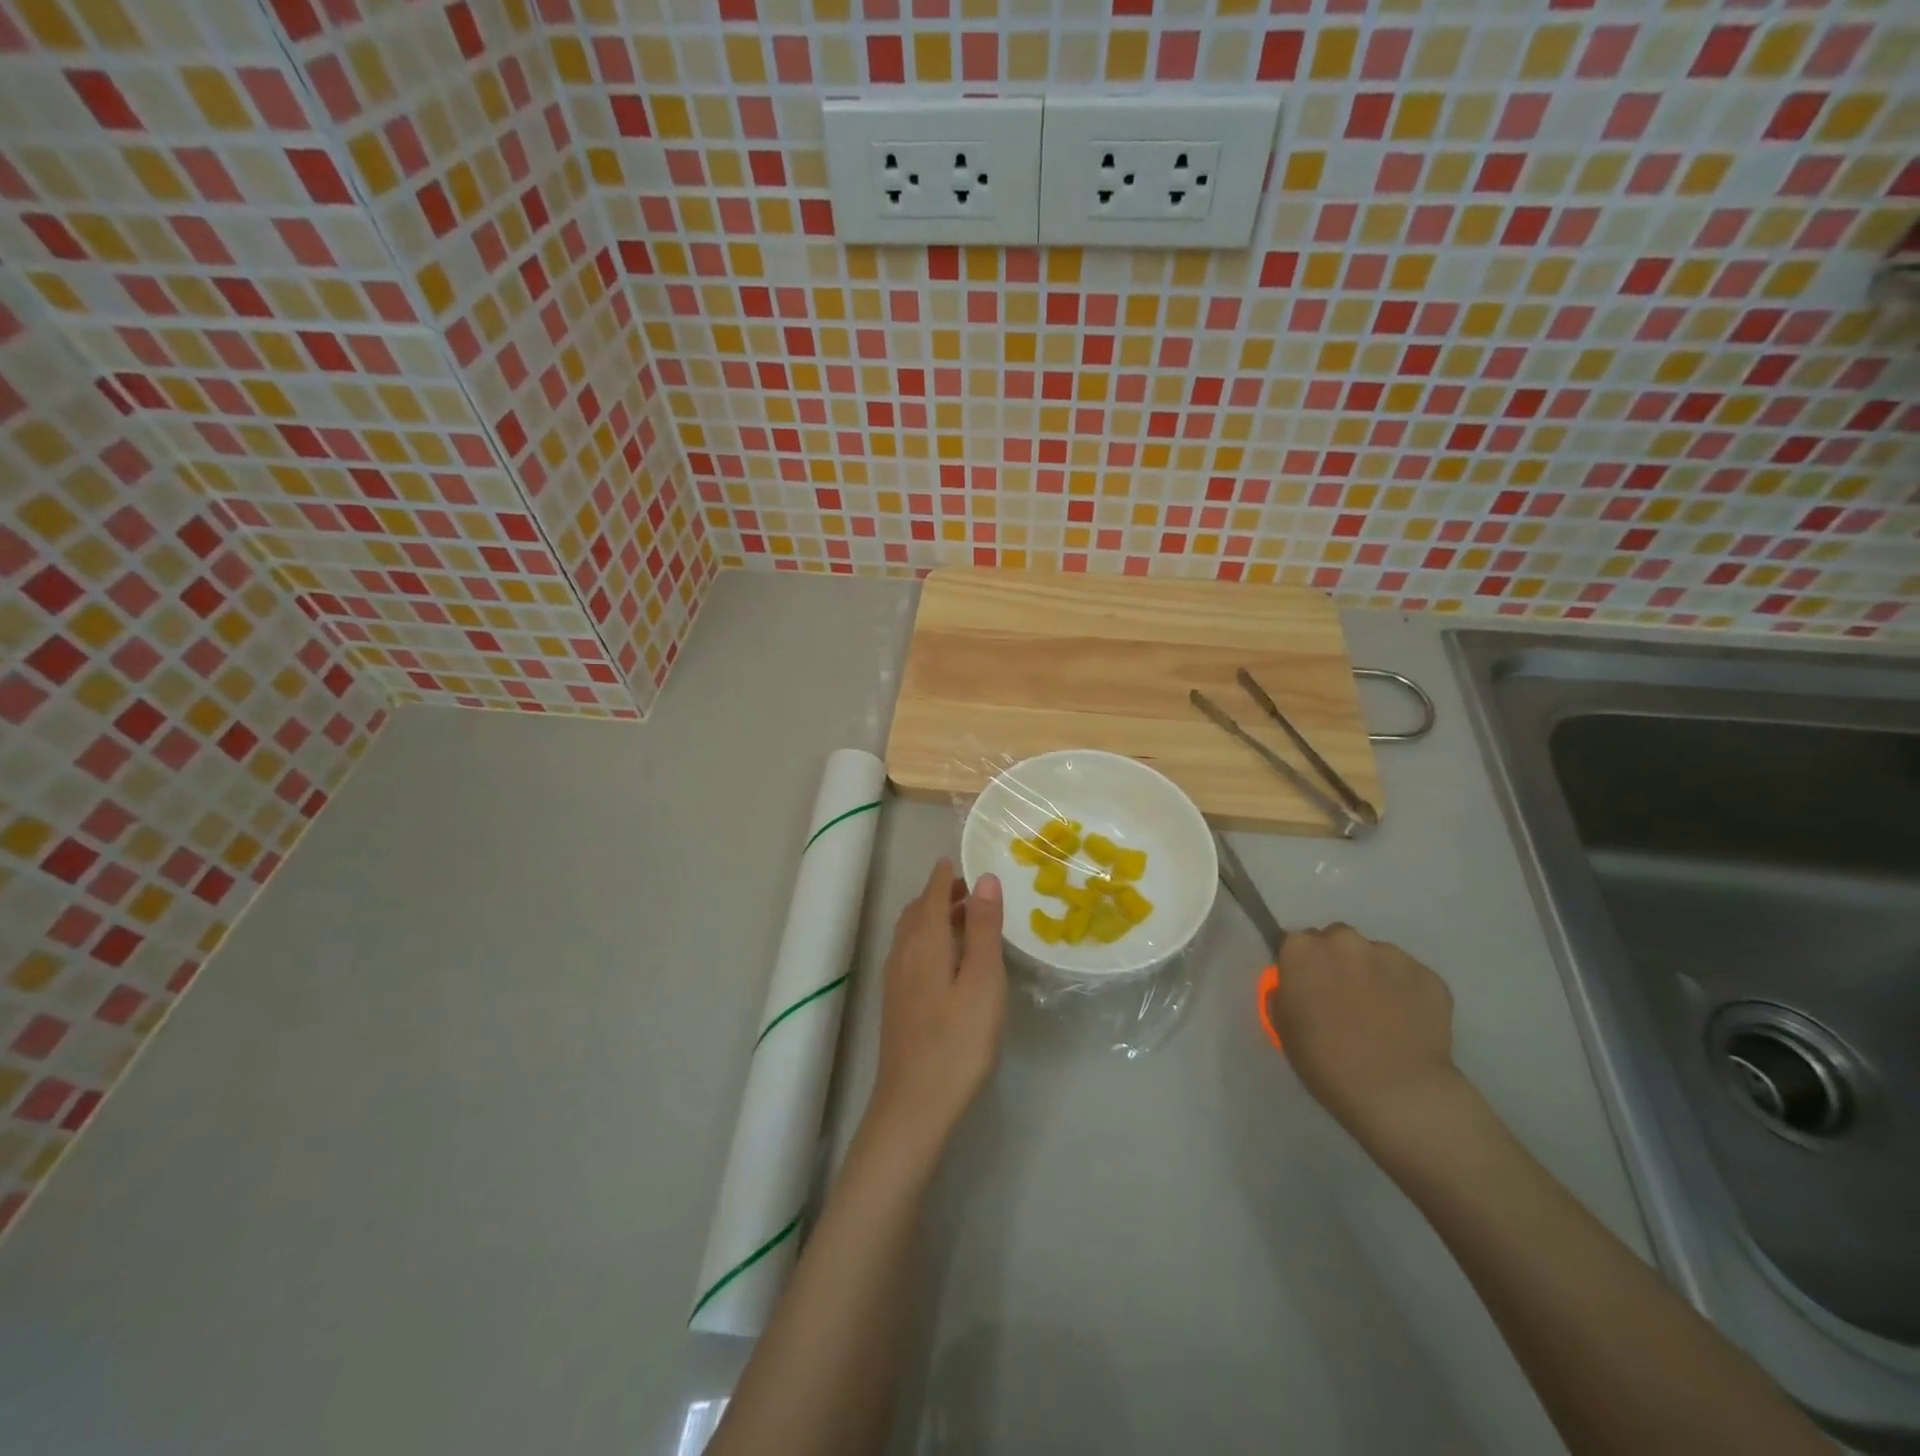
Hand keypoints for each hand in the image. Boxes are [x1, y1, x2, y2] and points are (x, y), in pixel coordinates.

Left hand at [864, 859, 1007, 1159]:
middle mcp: (903, 952)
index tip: (960, 859)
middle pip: (919, 910)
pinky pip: (910, 952)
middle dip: (941, 893)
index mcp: (924, 941)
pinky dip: (928, 939)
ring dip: (934, 916)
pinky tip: (947, 960)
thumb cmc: (958, 1040)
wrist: (914, 1104)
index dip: (946, 875)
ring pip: (911, 932)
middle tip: (971, 890)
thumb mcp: (983, 980)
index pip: (933, 893)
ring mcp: (895, 979)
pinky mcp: (896, 1002)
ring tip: (965, 920)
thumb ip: (984, 928)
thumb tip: (986, 878)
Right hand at [1270, 924, 1461, 1143]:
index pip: (1296, 943)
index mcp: (1302, 950)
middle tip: (1345, 998)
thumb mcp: (1284, 1027)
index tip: (1309, 987)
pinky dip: (1407, 993)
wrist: (1397, 1092)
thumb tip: (1298, 984)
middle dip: (1339, 962)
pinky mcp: (1428, 975)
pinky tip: (1409, 1024)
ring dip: (1374, 975)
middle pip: (1337, 941)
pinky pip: (1410, 978)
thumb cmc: (1326, 1062)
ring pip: (1376, 957)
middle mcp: (1344, 940)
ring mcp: (1390, 955)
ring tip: (1383, 1015)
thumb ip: (1287, 993)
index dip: (1303, 965)